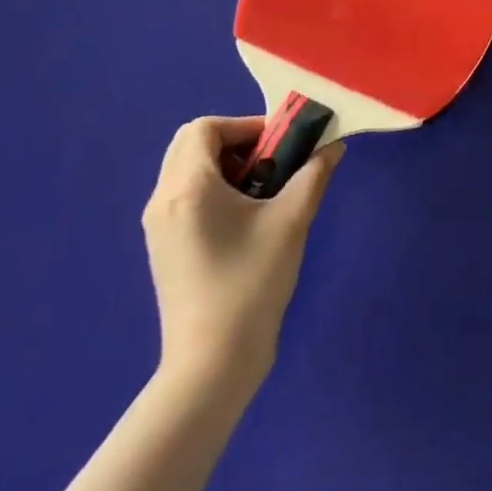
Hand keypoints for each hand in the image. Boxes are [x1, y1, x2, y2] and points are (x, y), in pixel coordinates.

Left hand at [142, 116, 341, 389]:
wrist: (212, 364)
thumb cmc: (250, 284)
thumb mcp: (291, 222)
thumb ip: (313, 175)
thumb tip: (333, 147)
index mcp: (188, 186)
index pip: (206, 127)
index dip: (245, 125)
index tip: (279, 146)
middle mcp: (163, 198)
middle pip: (191, 143)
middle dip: (234, 142)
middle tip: (270, 163)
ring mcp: (158, 225)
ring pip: (186, 169)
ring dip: (223, 165)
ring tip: (260, 192)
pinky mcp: (163, 246)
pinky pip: (183, 195)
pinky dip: (211, 188)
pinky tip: (242, 219)